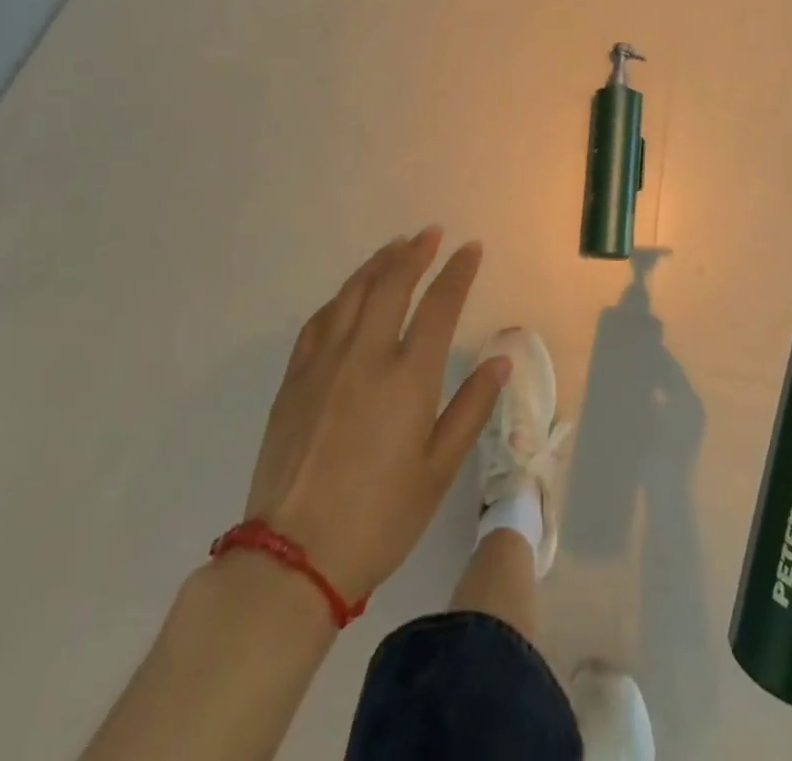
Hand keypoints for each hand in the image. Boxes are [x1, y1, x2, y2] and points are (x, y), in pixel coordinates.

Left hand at [242, 228, 508, 598]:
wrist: (292, 557)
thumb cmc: (379, 518)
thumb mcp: (437, 471)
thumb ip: (470, 408)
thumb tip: (500, 360)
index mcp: (408, 377)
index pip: (440, 305)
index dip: (458, 272)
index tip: (471, 248)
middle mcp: (366, 355)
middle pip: (392, 284)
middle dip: (415, 252)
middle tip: (430, 233)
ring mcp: (324, 362)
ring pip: (353, 293)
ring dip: (378, 263)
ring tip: (395, 246)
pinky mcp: (294, 378)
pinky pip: (321, 319)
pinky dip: (342, 296)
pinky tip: (349, 294)